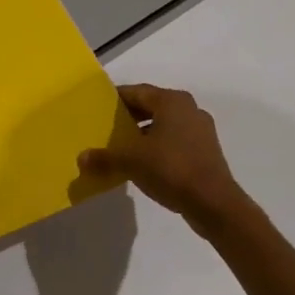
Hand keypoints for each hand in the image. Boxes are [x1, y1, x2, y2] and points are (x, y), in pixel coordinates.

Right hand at [78, 84, 248, 229]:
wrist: (213, 203)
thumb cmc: (171, 168)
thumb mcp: (130, 161)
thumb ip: (104, 157)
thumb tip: (81, 158)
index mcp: (171, 101)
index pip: (136, 91)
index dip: (114, 99)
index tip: (96, 110)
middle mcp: (189, 109)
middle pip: (150, 106)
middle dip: (127, 117)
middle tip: (105, 129)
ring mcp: (200, 131)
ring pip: (163, 125)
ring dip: (142, 134)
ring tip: (120, 148)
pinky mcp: (205, 151)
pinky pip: (174, 141)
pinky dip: (156, 147)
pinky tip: (142, 164)